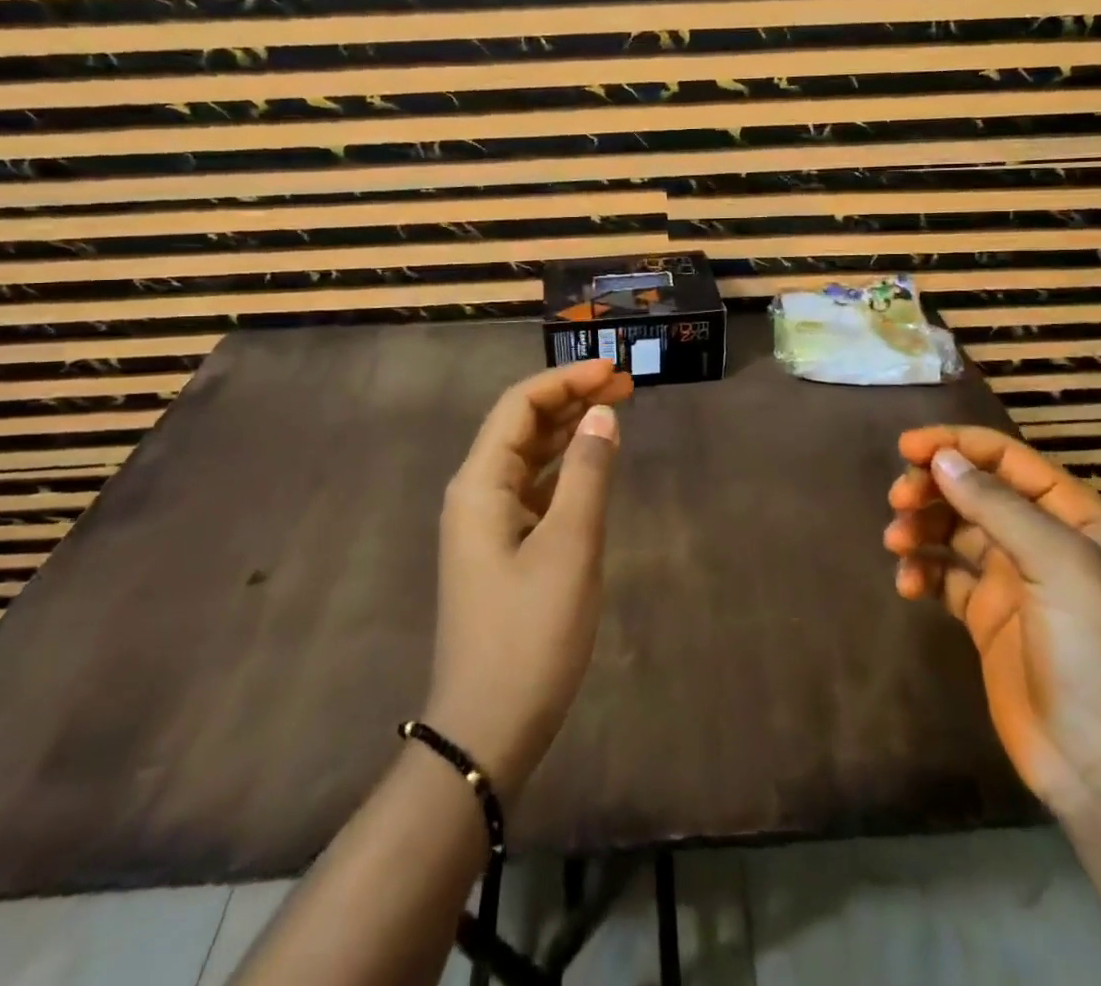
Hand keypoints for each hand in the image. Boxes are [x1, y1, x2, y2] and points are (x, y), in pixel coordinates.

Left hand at [424, 359, 633, 802]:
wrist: (486, 730)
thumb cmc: (529, 634)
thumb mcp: (570, 548)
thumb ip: (588, 475)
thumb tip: (603, 414)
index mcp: (479, 484)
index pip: (519, 406)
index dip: (566, 380)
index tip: (613, 369)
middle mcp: (475, 494)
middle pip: (521, 426)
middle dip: (570, 399)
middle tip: (625, 385)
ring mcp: (485, 524)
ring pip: (528, 457)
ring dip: (569, 431)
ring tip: (614, 412)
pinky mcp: (501, 550)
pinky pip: (532, 490)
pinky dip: (563, 469)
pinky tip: (592, 466)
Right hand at [883, 425, 1100, 818]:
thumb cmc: (1093, 650)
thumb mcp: (1056, 565)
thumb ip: (996, 505)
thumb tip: (940, 458)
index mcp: (1073, 516)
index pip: (1006, 459)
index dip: (955, 445)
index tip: (905, 448)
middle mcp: (1043, 539)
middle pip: (974, 490)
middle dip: (932, 488)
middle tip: (898, 500)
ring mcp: (1013, 579)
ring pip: (953, 530)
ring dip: (921, 528)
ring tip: (896, 544)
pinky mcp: (986, 616)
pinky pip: (944, 576)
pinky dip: (922, 572)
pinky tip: (908, 586)